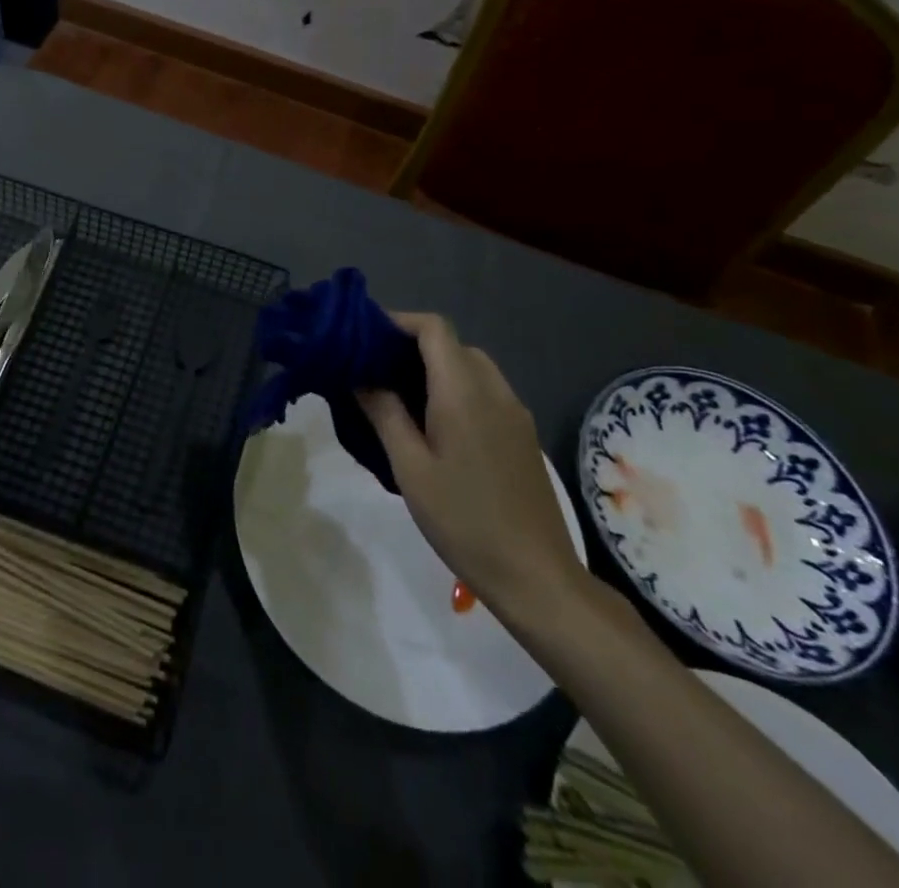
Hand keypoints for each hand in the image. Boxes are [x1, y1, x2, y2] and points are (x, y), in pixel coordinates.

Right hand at [359, 313, 585, 619]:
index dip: (398, 322)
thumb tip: (361, 376)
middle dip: (412, 345)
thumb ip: (385, 413)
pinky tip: (433, 423)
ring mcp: (514, 413)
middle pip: (452, 344)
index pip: (434, 328)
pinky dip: (455, 388)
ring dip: (435, 367)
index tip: (365, 337)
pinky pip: (485, 391)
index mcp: (464, 392)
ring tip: (397, 395)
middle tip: (374, 368)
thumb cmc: (464, 520)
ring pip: (471, 366)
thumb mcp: (410, 467)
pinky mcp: (522, 435)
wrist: (537, 576)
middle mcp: (494, 391)